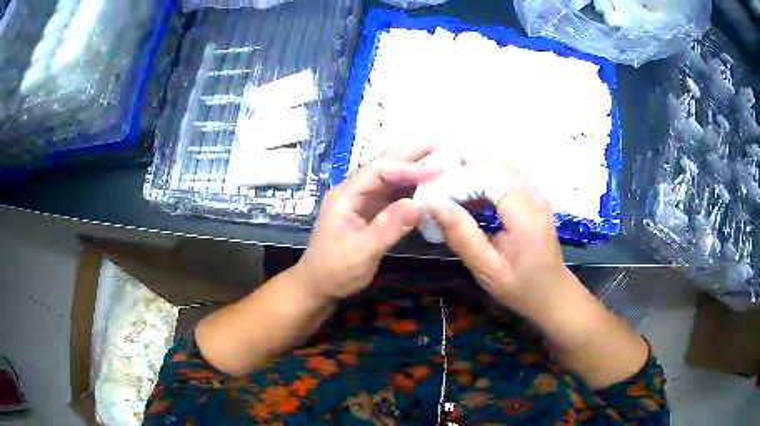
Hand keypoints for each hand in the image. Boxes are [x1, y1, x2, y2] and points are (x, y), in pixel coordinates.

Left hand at [295, 143, 442, 300]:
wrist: (320, 286)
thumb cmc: (334, 271)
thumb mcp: (360, 253)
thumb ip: (387, 228)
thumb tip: (417, 205)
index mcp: (346, 195)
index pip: (379, 171)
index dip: (407, 167)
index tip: (436, 169)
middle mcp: (355, 192)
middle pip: (385, 166)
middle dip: (411, 153)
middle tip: (440, 141)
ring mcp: (364, 201)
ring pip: (392, 178)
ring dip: (415, 167)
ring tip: (440, 157)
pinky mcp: (372, 213)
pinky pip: (395, 195)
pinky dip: (413, 188)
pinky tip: (429, 184)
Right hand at [429, 159, 575, 317]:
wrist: (552, 292)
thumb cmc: (520, 286)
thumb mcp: (486, 269)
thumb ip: (462, 236)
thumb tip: (435, 204)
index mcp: (525, 214)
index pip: (489, 177)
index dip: (460, 180)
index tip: (436, 195)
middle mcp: (534, 196)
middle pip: (496, 166)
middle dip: (465, 170)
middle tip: (437, 184)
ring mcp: (537, 195)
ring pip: (502, 166)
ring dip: (475, 171)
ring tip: (449, 185)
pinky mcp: (534, 198)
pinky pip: (508, 176)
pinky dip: (486, 178)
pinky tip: (471, 192)